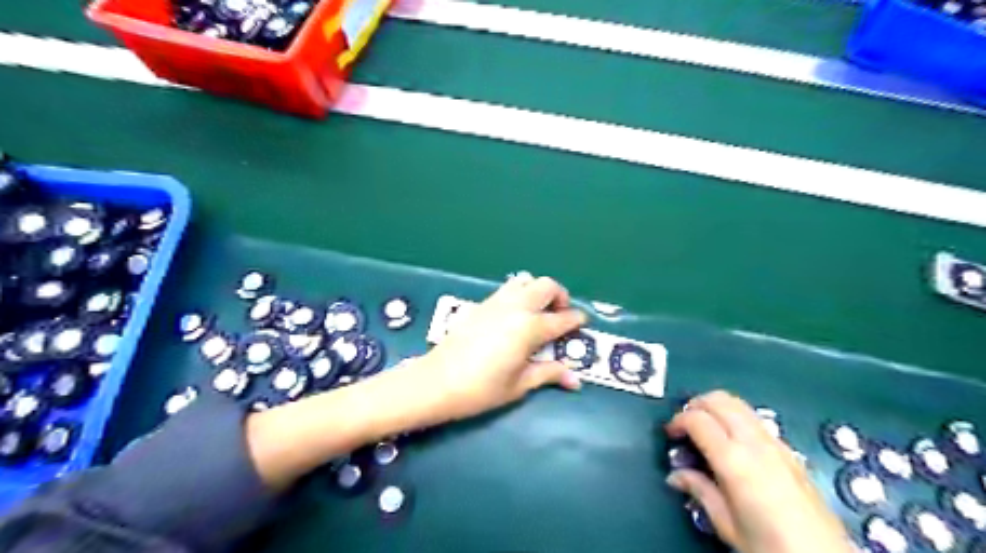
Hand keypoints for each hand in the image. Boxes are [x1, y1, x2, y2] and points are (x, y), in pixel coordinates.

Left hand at [408, 272, 583, 422]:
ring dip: (537, 291)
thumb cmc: (481, 389)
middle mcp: (515, 307)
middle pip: (546, 285)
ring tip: (537, 311)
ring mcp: (496, 302)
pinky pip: (506, 289)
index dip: (576, 319)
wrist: (437, 382)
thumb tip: (575, 379)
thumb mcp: (519, 385)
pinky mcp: (480, 305)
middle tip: (560, 315)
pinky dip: (519, 294)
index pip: (561, 318)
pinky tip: (514, 316)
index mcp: (529, 328)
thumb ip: (548, 374)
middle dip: (560, 296)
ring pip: (524, 280)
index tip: (582, 322)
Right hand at [667, 391, 852, 552]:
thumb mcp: (726, 524)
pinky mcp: (790, 451)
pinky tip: (732, 442)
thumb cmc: (769, 546)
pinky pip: (755, 419)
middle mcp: (755, 443)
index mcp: (734, 460)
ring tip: (706, 429)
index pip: (697, 419)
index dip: (677, 420)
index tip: (669, 434)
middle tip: (684, 424)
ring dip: (717, 407)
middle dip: (696, 404)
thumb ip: (700, 491)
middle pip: (720, 399)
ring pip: (739, 404)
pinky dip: (736, 418)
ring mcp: (776, 443)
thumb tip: (676, 475)